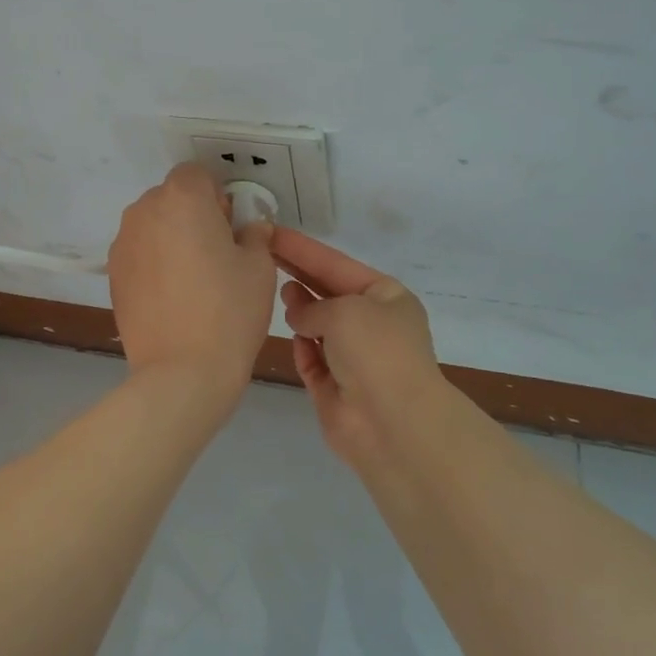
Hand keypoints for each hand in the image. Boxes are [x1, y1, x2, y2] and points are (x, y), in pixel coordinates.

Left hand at [109, 164, 276, 394]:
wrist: (181, 371)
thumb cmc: (228, 310)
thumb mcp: (259, 267)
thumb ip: (254, 234)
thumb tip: (249, 228)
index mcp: (182, 198)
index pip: (197, 174)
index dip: (217, 196)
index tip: (230, 228)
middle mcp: (144, 211)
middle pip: (171, 197)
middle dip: (193, 215)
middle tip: (216, 254)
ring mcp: (123, 243)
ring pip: (153, 225)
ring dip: (171, 238)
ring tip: (193, 280)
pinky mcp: (112, 274)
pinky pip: (139, 253)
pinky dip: (154, 263)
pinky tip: (172, 297)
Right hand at [272, 228, 443, 459]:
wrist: (393, 423)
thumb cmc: (376, 351)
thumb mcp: (344, 310)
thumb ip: (312, 306)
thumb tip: (299, 317)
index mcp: (386, 297)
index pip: (336, 264)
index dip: (303, 249)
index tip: (272, 232)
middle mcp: (372, 325)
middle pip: (327, 293)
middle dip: (299, 275)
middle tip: (262, 255)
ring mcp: (354, 358)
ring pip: (318, 327)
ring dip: (301, 312)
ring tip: (280, 296)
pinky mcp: (335, 388)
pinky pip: (312, 360)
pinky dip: (303, 350)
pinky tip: (293, 339)